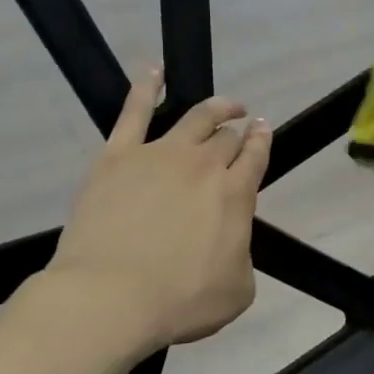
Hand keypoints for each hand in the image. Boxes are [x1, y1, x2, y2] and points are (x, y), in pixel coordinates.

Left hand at [46, 69, 270, 351]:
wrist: (110, 298)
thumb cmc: (180, 301)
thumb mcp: (237, 290)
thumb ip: (242, 255)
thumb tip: (231, 240)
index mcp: (235, 194)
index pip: (255, 156)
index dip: (262, 141)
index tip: (263, 129)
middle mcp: (203, 165)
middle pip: (225, 137)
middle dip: (238, 129)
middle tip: (241, 124)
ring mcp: (159, 154)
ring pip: (194, 117)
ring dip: (214, 107)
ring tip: (224, 104)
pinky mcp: (118, 156)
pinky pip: (134, 111)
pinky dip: (146, 88)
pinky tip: (154, 72)